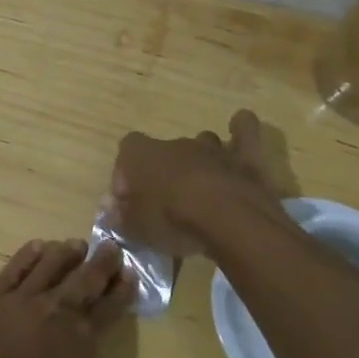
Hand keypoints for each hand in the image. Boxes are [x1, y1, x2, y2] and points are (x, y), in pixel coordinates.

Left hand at [0, 239, 129, 357]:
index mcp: (82, 338)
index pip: (109, 307)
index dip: (121, 290)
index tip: (129, 274)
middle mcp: (58, 310)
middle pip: (84, 278)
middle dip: (101, 262)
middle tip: (110, 247)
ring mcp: (24, 299)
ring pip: (50, 265)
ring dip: (65, 253)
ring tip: (74, 245)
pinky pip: (15, 268)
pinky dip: (28, 256)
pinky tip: (37, 246)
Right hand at [108, 110, 287, 256]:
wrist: (227, 221)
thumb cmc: (172, 221)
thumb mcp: (136, 228)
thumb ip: (121, 216)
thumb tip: (113, 208)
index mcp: (143, 155)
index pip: (127, 150)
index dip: (127, 173)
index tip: (130, 199)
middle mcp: (176, 144)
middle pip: (165, 151)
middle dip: (165, 172)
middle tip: (168, 204)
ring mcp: (212, 148)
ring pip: (202, 141)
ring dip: (201, 158)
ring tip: (203, 186)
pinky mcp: (245, 156)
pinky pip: (244, 130)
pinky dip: (241, 129)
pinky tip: (239, 130)